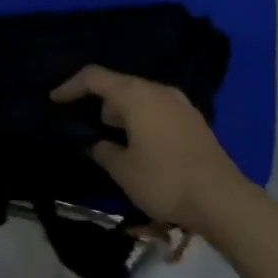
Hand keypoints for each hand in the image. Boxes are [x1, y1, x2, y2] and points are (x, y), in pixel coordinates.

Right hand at [51, 66, 243, 227]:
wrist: (223, 200)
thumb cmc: (165, 180)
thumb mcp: (123, 170)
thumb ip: (102, 150)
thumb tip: (95, 143)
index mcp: (136, 95)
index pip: (94, 77)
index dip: (70, 86)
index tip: (54, 100)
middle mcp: (158, 91)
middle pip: (118, 84)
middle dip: (96, 100)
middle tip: (80, 120)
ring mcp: (179, 104)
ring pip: (139, 96)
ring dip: (119, 111)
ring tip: (106, 135)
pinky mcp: (192, 120)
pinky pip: (156, 108)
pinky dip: (139, 118)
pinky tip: (135, 142)